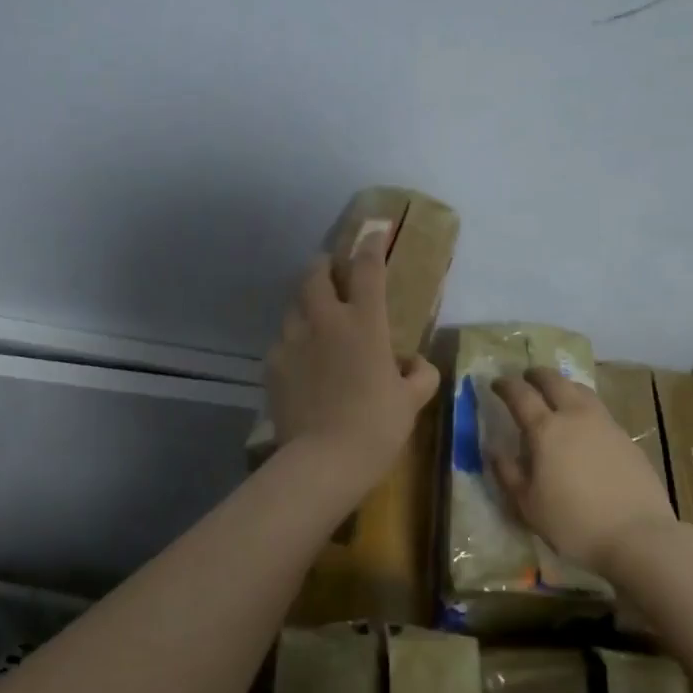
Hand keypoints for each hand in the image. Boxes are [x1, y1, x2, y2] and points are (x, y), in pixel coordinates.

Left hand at [265, 242, 441, 495]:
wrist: (323, 460)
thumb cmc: (376, 427)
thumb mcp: (411, 402)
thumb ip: (420, 375)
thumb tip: (416, 364)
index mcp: (364, 323)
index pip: (367, 269)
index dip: (371, 245)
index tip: (374, 232)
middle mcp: (325, 321)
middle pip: (316, 274)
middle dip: (324, 265)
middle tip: (332, 270)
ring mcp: (293, 340)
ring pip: (294, 305)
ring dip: (306, 303)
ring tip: (315, 317)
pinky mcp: (272, 364)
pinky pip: (282, 342)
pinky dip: (293, 343)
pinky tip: (301, 361)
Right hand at [490, 368, 678, 573]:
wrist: (638, 536)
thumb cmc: (574, 523)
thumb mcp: (528, 505)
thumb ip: (508, 473)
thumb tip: (493, 450)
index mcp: (546, 430)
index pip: (520, 395)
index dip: (506, 385)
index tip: (496, 383)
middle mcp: (575, 417)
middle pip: (554, 381)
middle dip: (537, 375)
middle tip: (526, 377)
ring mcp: (605, 424)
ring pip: (581, 390)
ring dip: (564, 385)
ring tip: (557, 393)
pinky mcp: (626, 438)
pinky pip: (599, 410)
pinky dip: (584, 406)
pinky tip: (584, 425)